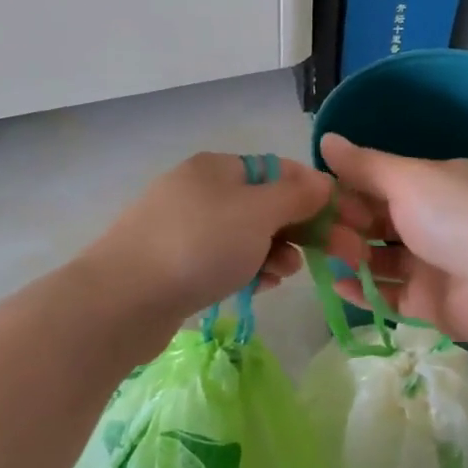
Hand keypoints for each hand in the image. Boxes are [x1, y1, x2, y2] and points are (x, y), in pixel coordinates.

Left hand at [83, 153, 337, 322]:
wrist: (123, 299)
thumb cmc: (199, 246)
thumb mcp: (258, 213)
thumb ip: (296, 196)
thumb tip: (321, 182)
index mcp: (218, 168)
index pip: (280, 171)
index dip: (316, 194)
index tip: (344, 224)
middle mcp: (200, 190)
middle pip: (264, 205)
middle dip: (298, 230)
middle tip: (330, 256)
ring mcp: (183, 227)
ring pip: (245, 236)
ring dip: (273, 253)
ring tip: (283, 275)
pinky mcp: (174, 262)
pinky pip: (223, 260)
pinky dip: (245, 270)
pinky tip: (257, 288)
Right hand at [318, 133, 467, 345]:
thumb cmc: (457, 217)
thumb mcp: (408, 179)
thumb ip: (364, 165)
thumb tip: (327, 139)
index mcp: (438, 183)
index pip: (383, 181)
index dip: (348, 186)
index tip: (313, 195)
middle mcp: (437, 220)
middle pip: (380, 220)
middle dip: (345, 224)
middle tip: (311, 230)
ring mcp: (435, 264)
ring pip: (382, 258)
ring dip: (352, 256)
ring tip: (319, 257)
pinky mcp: (431, 303)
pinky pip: (390, 294)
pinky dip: (364, 290)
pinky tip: (337, 286)